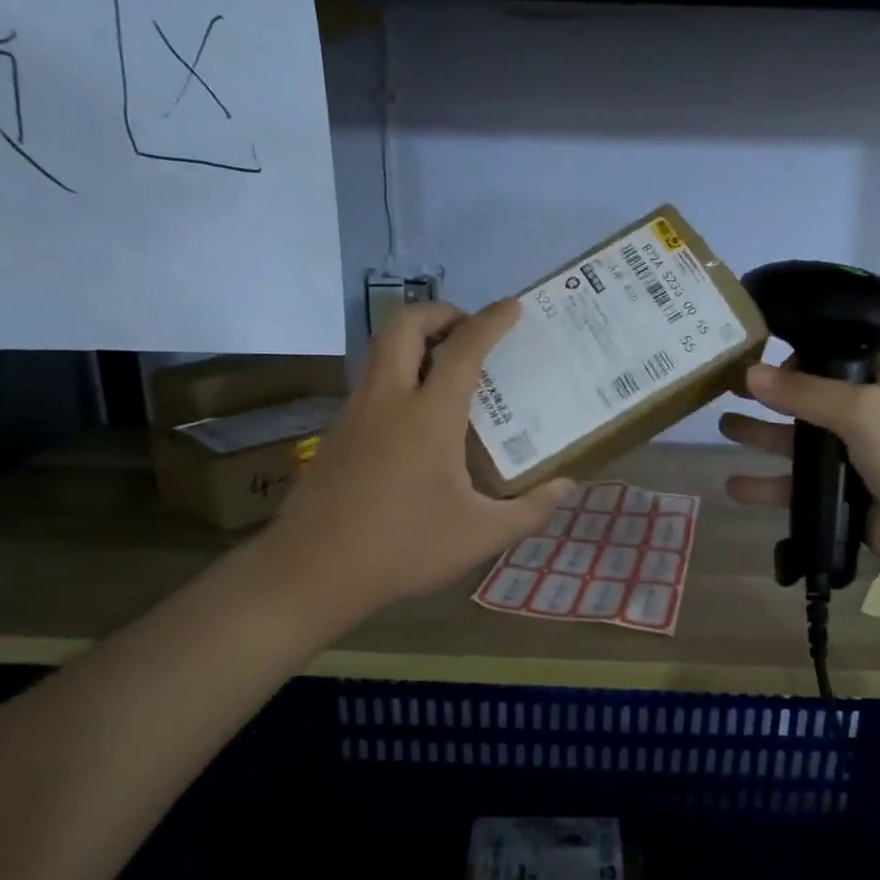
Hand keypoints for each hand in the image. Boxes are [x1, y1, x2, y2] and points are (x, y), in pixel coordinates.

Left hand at [253, 301, 574, 630]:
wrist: (311, 572)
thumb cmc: (404, 549)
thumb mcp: (480, 535)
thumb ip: (530, 509)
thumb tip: (567, 486)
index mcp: (429, 416)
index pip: (464, 348)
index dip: (492, 320)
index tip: (513, 306)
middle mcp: (388, 400)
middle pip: (404, 323)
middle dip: (440, 312)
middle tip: (469, 331)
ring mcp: (355, 413)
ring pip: (380, 350)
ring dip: (415, 343)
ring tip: (448, 371)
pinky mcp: (336, 433)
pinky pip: (371, 383)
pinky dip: (398, 376)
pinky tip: (415, 420)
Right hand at [718, 357, 879, 595]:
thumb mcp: (861, 410)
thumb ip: (804, 392)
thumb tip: (750, 372)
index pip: (829, 360)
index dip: (792, 358)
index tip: (752, 358)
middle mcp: (866, 416)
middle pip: (806, 401)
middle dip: (767, 396)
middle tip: (724, 388)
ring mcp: (853, 460)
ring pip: (797, 445)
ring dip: (761, 437)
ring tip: (722, 428)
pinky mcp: (843, 499)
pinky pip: (798, 488)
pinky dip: (767, 486)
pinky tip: (734, 485)